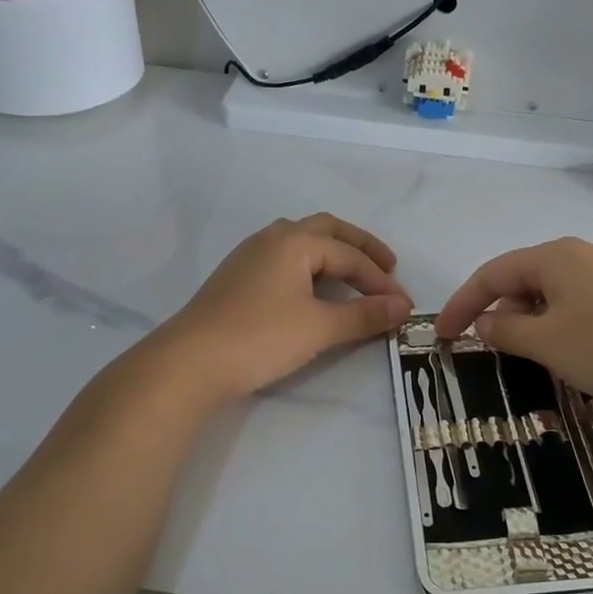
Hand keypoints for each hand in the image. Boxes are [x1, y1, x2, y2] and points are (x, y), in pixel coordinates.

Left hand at [158, 214, 411, 402]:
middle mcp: (272, 238)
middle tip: (387, 267)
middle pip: (326, 230)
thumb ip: (363, 315)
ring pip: (300, 241)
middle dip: (360, 247)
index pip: (350, 256)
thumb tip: (402, 307)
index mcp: (295, 241)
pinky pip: (283, 259)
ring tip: (353, 274)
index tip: (404, 306)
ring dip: (332, 253)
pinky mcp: (236, 278)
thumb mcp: (319, 327)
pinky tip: (311, 289)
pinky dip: (309, 267)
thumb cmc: (259, 337)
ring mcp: (249, 256)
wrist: (188, 363)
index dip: (381, 281)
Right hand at [435, 237, 592, 405]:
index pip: (491, 274)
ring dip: (527, 319)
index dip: (462, 303)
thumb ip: (506, 329)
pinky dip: (554, 321)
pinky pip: (573, 301)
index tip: (442, 334)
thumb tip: (485, 322)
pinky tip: (562, 347)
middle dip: (497, 310)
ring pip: (548, 292)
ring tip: (525, 352)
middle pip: (520, 278)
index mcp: (552, 256)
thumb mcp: (546, 342)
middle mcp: (576, 254)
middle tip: (486, 346)